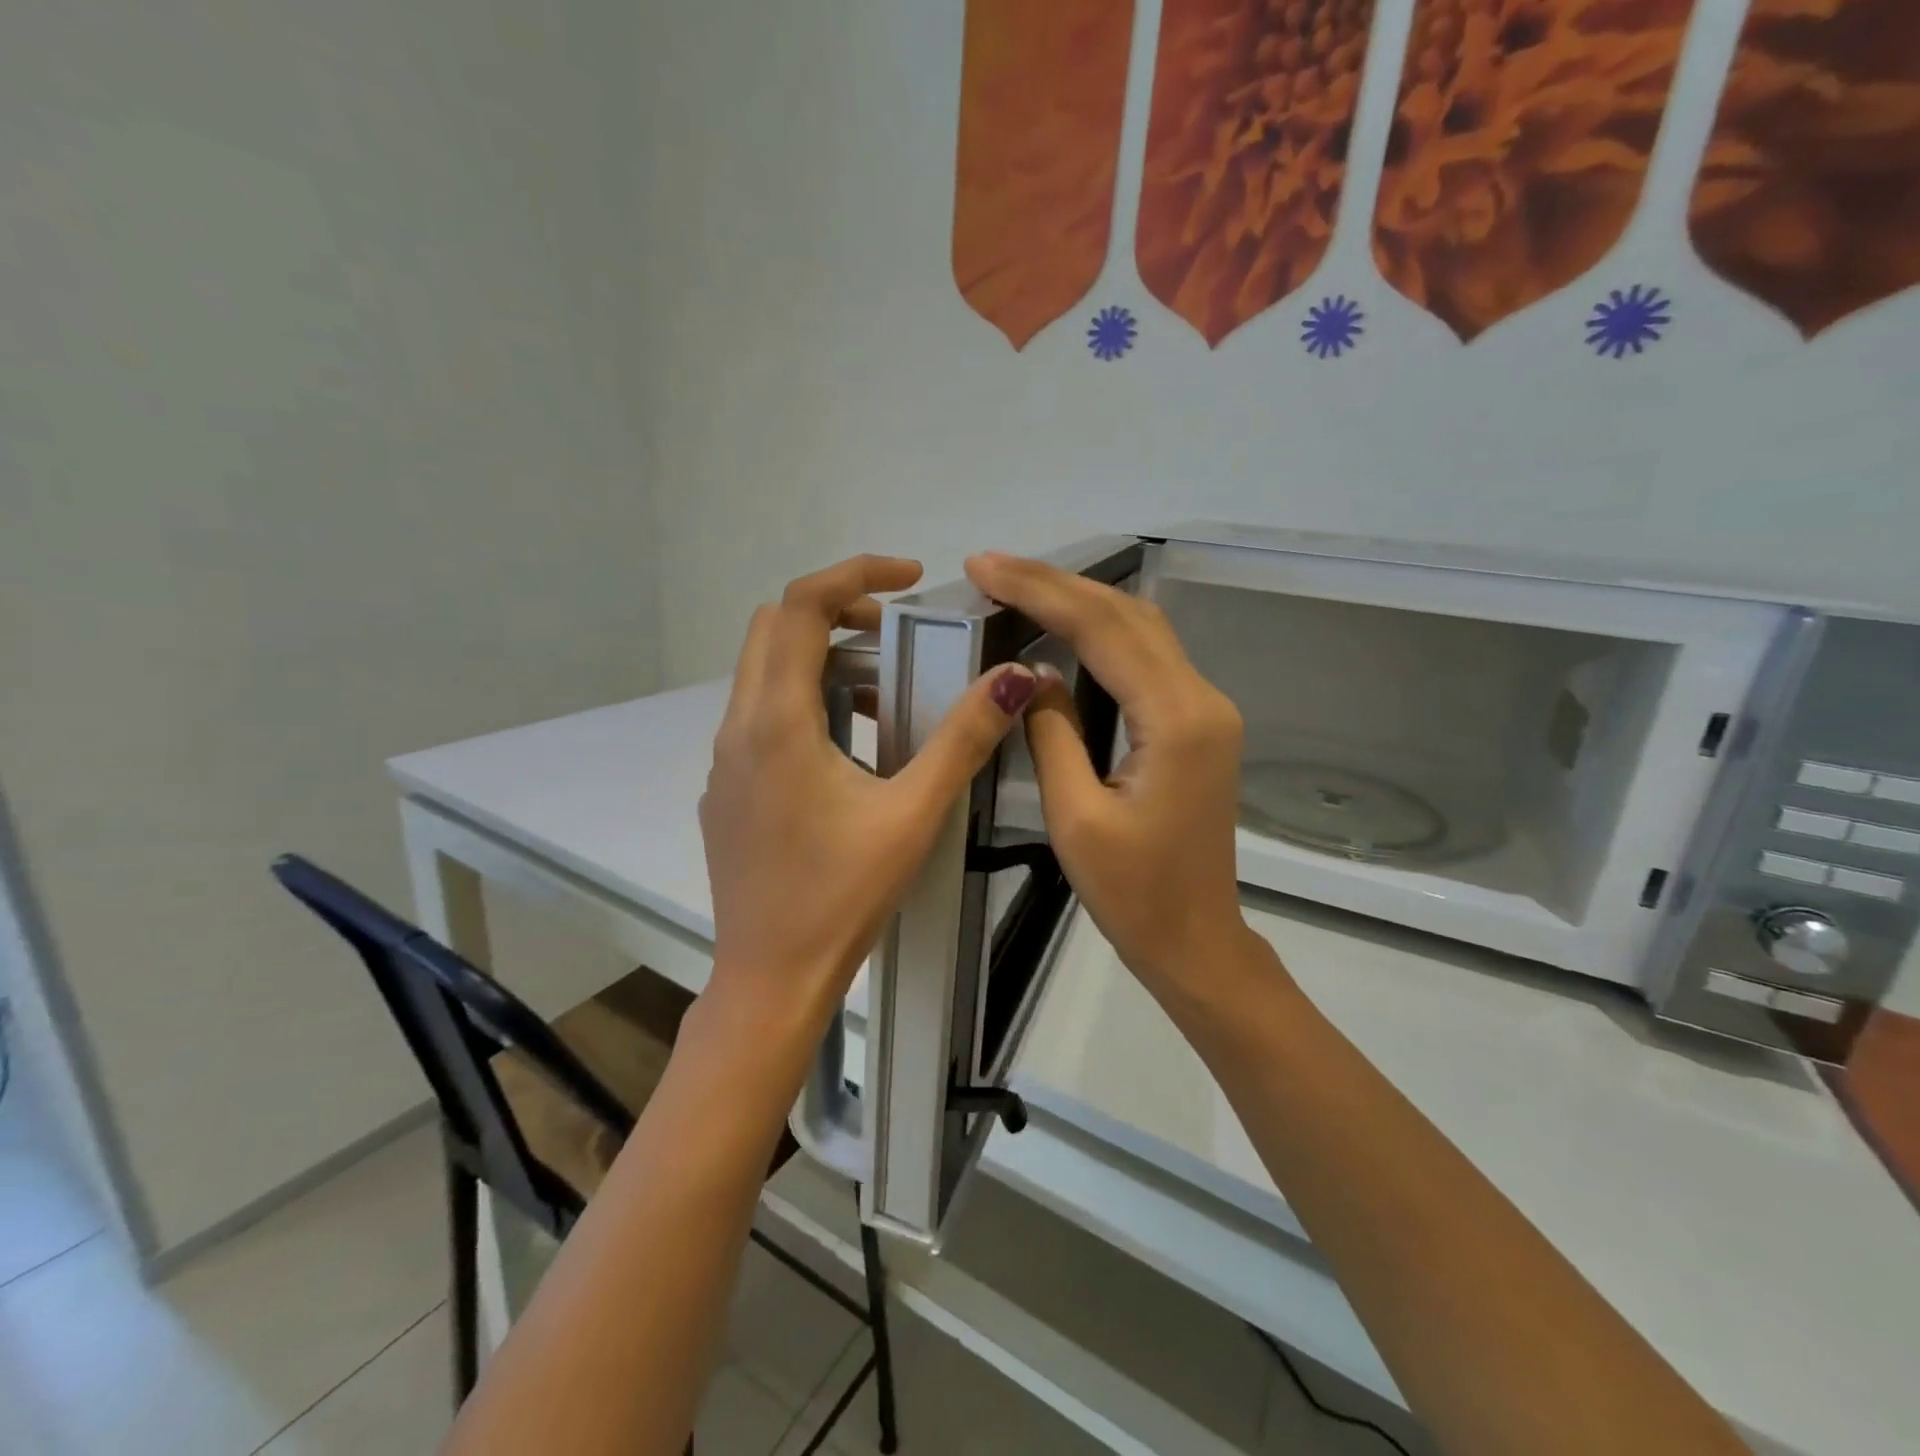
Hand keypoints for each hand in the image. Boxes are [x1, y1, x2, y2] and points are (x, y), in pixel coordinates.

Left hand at [700, 555, 1038, 1031]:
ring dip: (822, 659)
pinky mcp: (728, 790)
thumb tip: (1012, 680)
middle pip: (774, 630)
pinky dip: (805, 701)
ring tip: (884, 691)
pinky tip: (852, 747)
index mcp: (776, 723)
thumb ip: (962, 741)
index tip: (911, 577)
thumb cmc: (842, 896)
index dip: (855, 573)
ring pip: (766, 674)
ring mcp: (725, 761)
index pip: (799, 606)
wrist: (771, 976)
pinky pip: (762, 717)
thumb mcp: (912, 814)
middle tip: (898, 632)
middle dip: (837, 610)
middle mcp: (738, 729)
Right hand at [964, 551, 1255, 1000]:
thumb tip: (1033, 672)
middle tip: (991, 567)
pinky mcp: (1198, 725)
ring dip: (1081, 602)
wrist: (1196, 941)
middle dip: (1057, 584)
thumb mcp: (1075, 817)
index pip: (1102, 630)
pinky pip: (1148, 659)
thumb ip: (1052, 732)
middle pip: (1127, 616)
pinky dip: (1103, 633)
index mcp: (1176, 721)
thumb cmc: (1134, 896)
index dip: (1039, 591)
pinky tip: (1065, 627)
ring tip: (1018, 587)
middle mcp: (1202, 700)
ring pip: (1142, 630)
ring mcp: (1206, 710)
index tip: (983, 567)